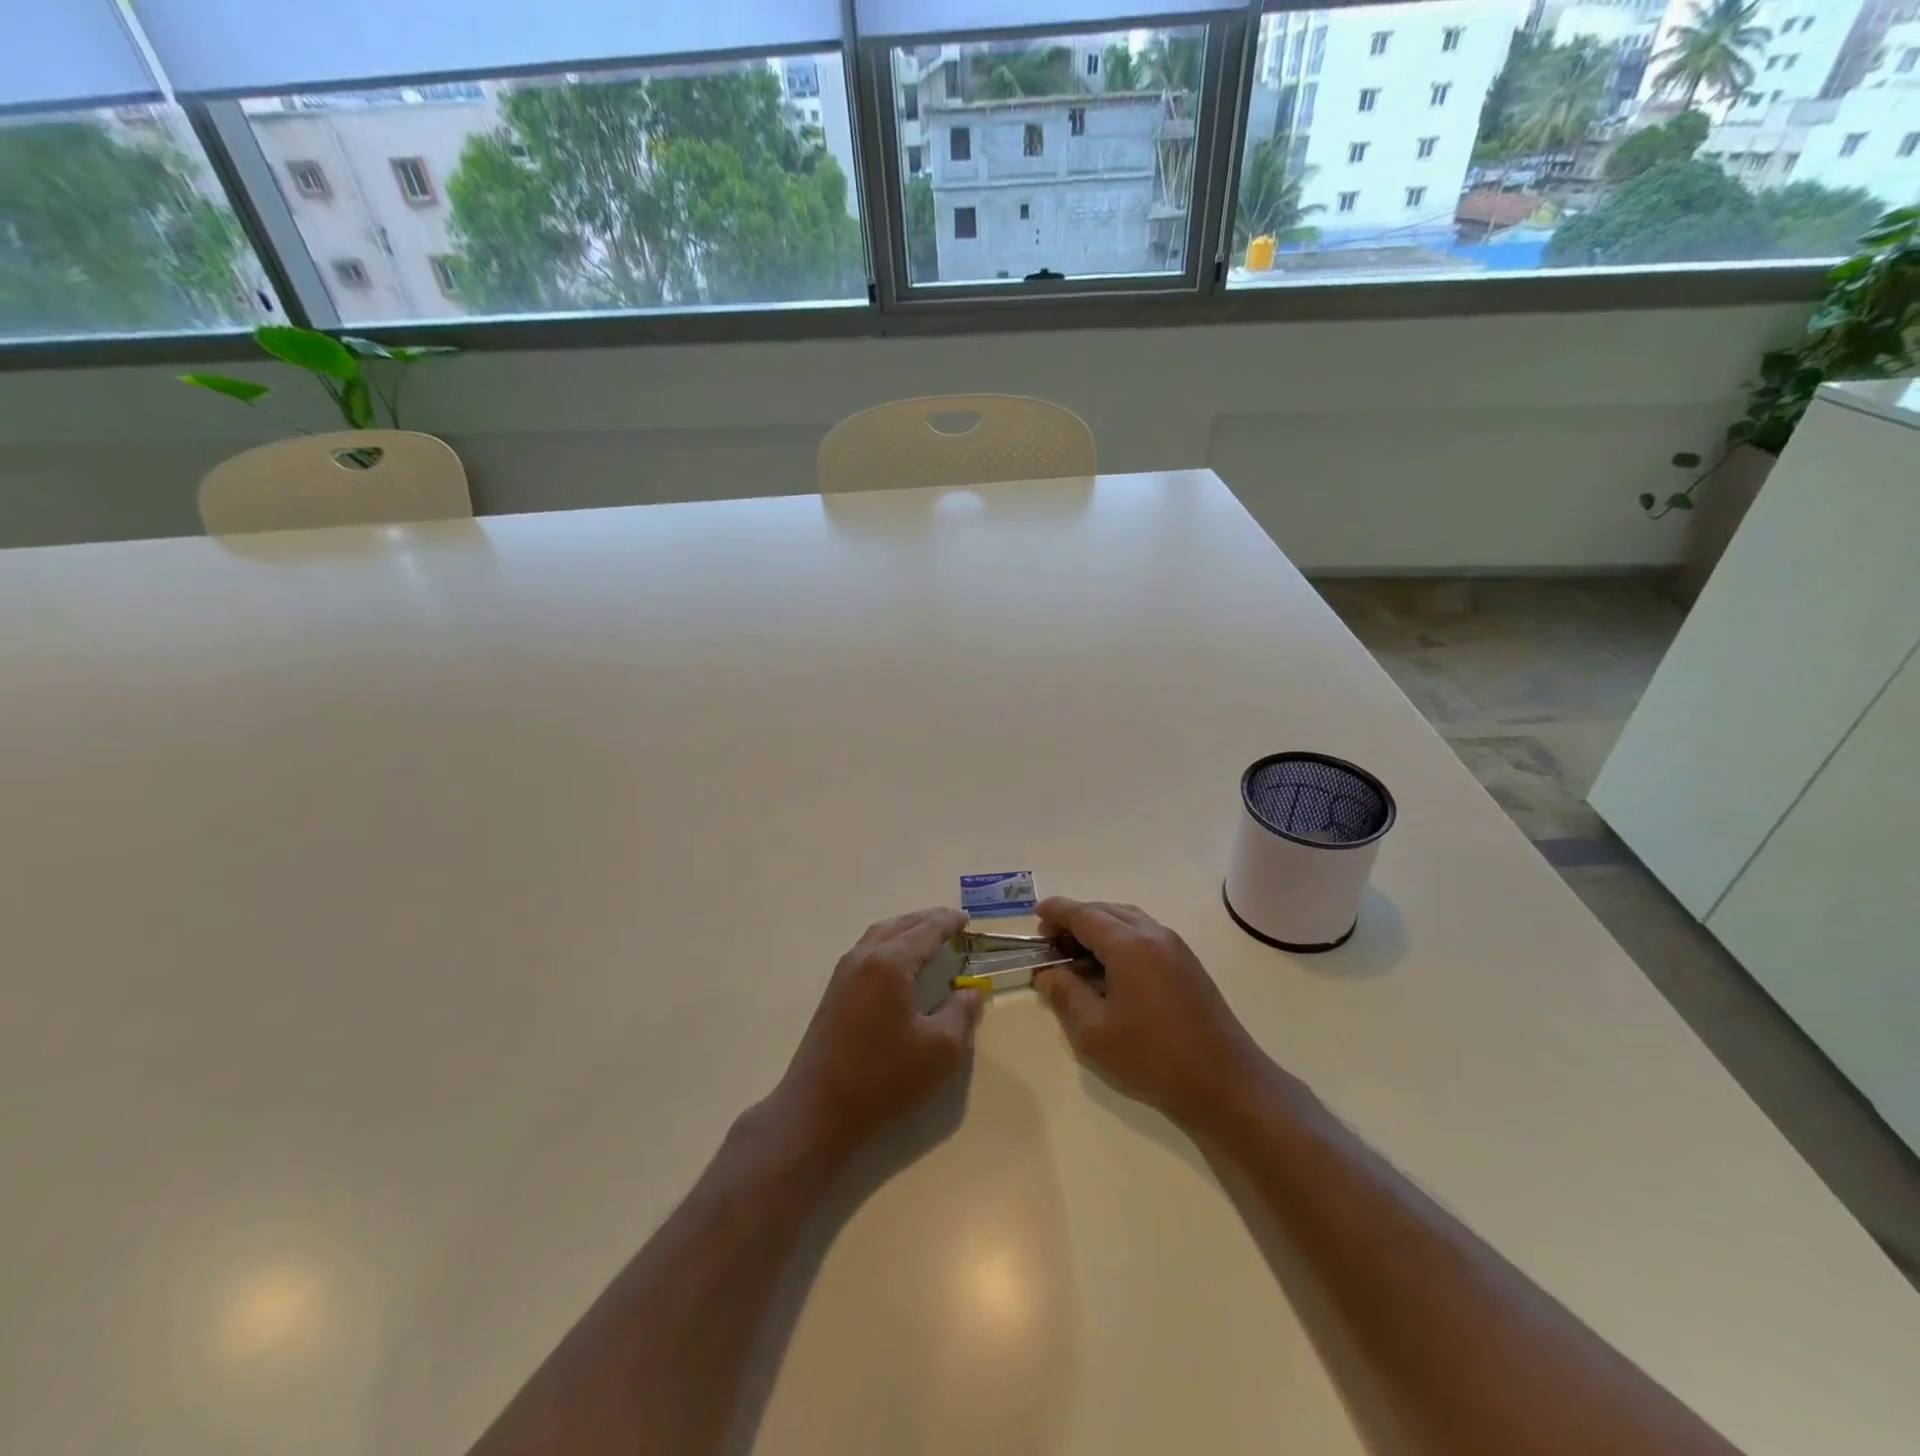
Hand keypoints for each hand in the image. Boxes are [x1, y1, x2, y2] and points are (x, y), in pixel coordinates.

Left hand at [774, 907, 984, 1154]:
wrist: (818, 1109)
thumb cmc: (884, 1077)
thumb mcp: (939, 1049)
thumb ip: (961, 1013)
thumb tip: (972, 991)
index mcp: (890, 962)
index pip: (926, 930)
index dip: (949, 922)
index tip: (967, 919)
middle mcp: (864, 957)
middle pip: (900, 925)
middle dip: (927, 920)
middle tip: (952, 922)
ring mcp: (844, 973)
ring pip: (879, 935)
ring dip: (905, 929)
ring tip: (927, 935)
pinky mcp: (834, 992)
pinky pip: (866, 951)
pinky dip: (888, 944)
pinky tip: (898, 963)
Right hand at [1033, 898, 1267, 1125]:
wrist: (1225, 1082)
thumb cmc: (1153, 1057)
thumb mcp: (1094, 1033)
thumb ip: (1066, 995)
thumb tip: (1048, 973)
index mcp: (1129, 945)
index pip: (1084, 914)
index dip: (1057, 911)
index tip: (1035, 915)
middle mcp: (1153, 934)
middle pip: (1106, 910)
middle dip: (1075, 919)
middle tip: (1051, 941)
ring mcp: (1174, 946)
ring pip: (1127, 919)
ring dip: (1099, 926)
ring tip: (1076, 953)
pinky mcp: (1187, 962)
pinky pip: (1145, 933)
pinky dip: (1120, 937)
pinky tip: (1109, 966)